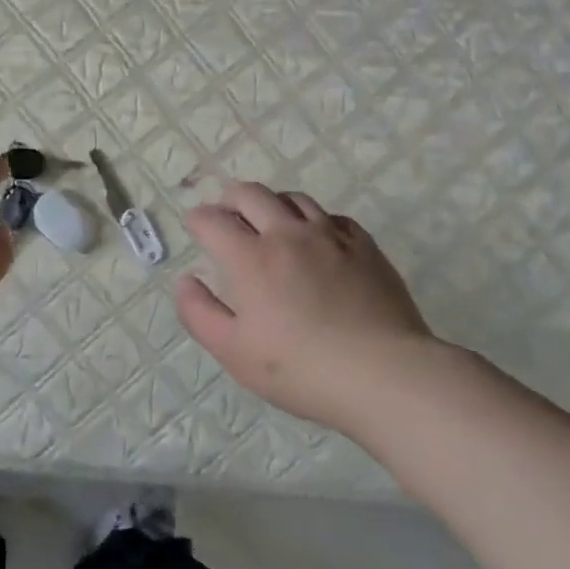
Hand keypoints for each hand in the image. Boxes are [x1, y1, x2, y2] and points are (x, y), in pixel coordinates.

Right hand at [176, 182, 439, 431]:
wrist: (383, 373)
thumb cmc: (298, 368)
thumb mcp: (233, 351)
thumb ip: (199, 313)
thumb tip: (186, 281)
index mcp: (250, 258)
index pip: (213, 221)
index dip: (198, 219)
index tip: (195, 225)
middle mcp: (288, 235)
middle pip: (252, 194)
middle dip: (230, 198)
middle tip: (226, 212)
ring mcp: (331, 237)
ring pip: (294, 199)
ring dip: (272, 203)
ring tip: (268, 220)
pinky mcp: (365, 247)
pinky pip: (332, 217)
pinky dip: (313, 219)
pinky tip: (316, 238)